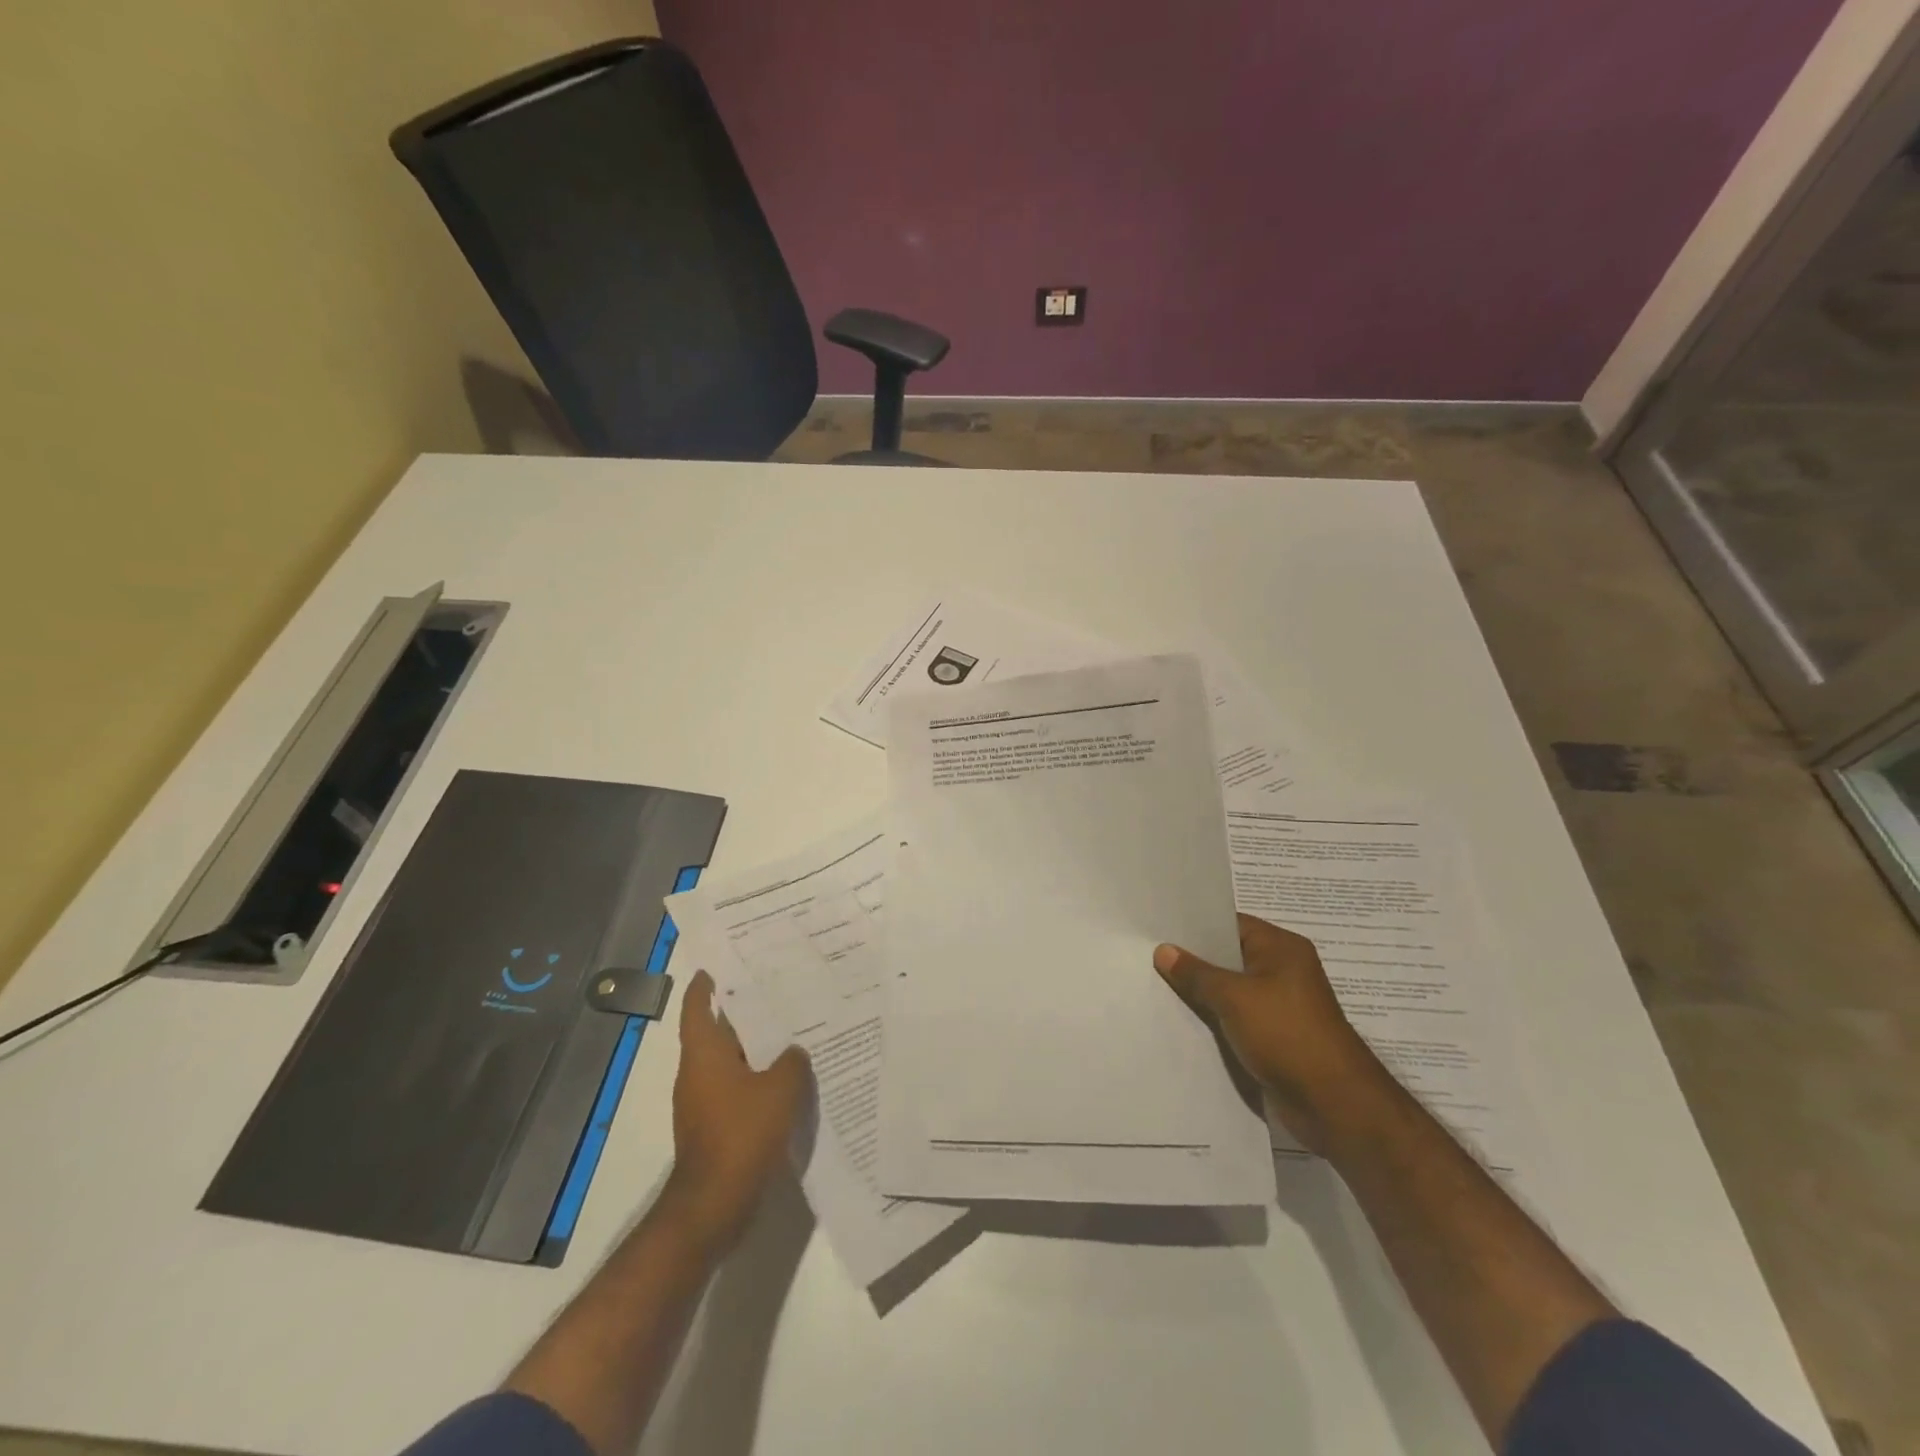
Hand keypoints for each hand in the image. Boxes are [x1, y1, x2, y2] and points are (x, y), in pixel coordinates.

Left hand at [665, 971, 810, 1248]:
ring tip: (789, 1032)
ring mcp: (703, 1103)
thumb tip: (794, 1052)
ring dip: (754, 1049)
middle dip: (742, 1014)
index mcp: (704, 1055)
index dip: (703, 987)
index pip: (697, 1009)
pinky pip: (737, 1090)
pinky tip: (786, 1080)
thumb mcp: (780, 1089)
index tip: (715, 968)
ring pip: (730, 1063)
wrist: (714, 1204)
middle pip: (717, 1033)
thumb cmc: (742, 1134)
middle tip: (774, 993)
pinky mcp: (714, 1128)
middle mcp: (697, 1074)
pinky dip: (756, 1080)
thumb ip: (792, 1062)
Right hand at [1154, 914, 1386, 1153]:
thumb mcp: (1234, 997)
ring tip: (1156, 985)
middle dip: (1194, 960)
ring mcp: (1280, 1005)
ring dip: (1202, 992)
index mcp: (1282, 948)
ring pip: (1231, 989)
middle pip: (1229, 956)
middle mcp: (1283, 970)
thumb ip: (1196, 973)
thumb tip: (1164, 950)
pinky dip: (1214, 1017)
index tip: (1159, 927)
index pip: (1232, 924)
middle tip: (1148, 955)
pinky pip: (1236, 1017)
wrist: (1332, 1104)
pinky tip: (1181, 1019)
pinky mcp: (1275, 1036)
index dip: (1196, 926)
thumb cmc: (1286, 1034)